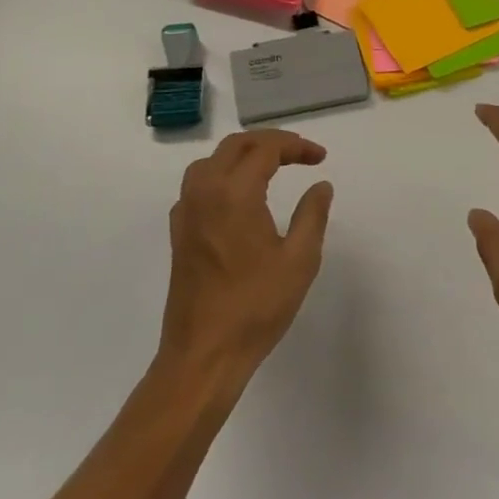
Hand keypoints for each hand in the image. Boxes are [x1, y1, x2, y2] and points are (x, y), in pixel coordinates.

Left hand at [160, 130, 333, 392]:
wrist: (203, 355)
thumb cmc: (255, 307)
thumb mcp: (299, 260)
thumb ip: (313, 215)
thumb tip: (320, 185)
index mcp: (234, 194)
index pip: (266, 149)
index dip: (296, 146)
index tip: (320, 157)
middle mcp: (204, 192)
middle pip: (236, 145)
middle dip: (271, 142)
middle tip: (301, 154)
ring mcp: (186, 212)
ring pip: (212, 161)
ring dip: (243, 154)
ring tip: (272, 166)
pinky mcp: (179, 232)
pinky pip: (198, 184)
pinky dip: (223, 175)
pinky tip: (240, 196)